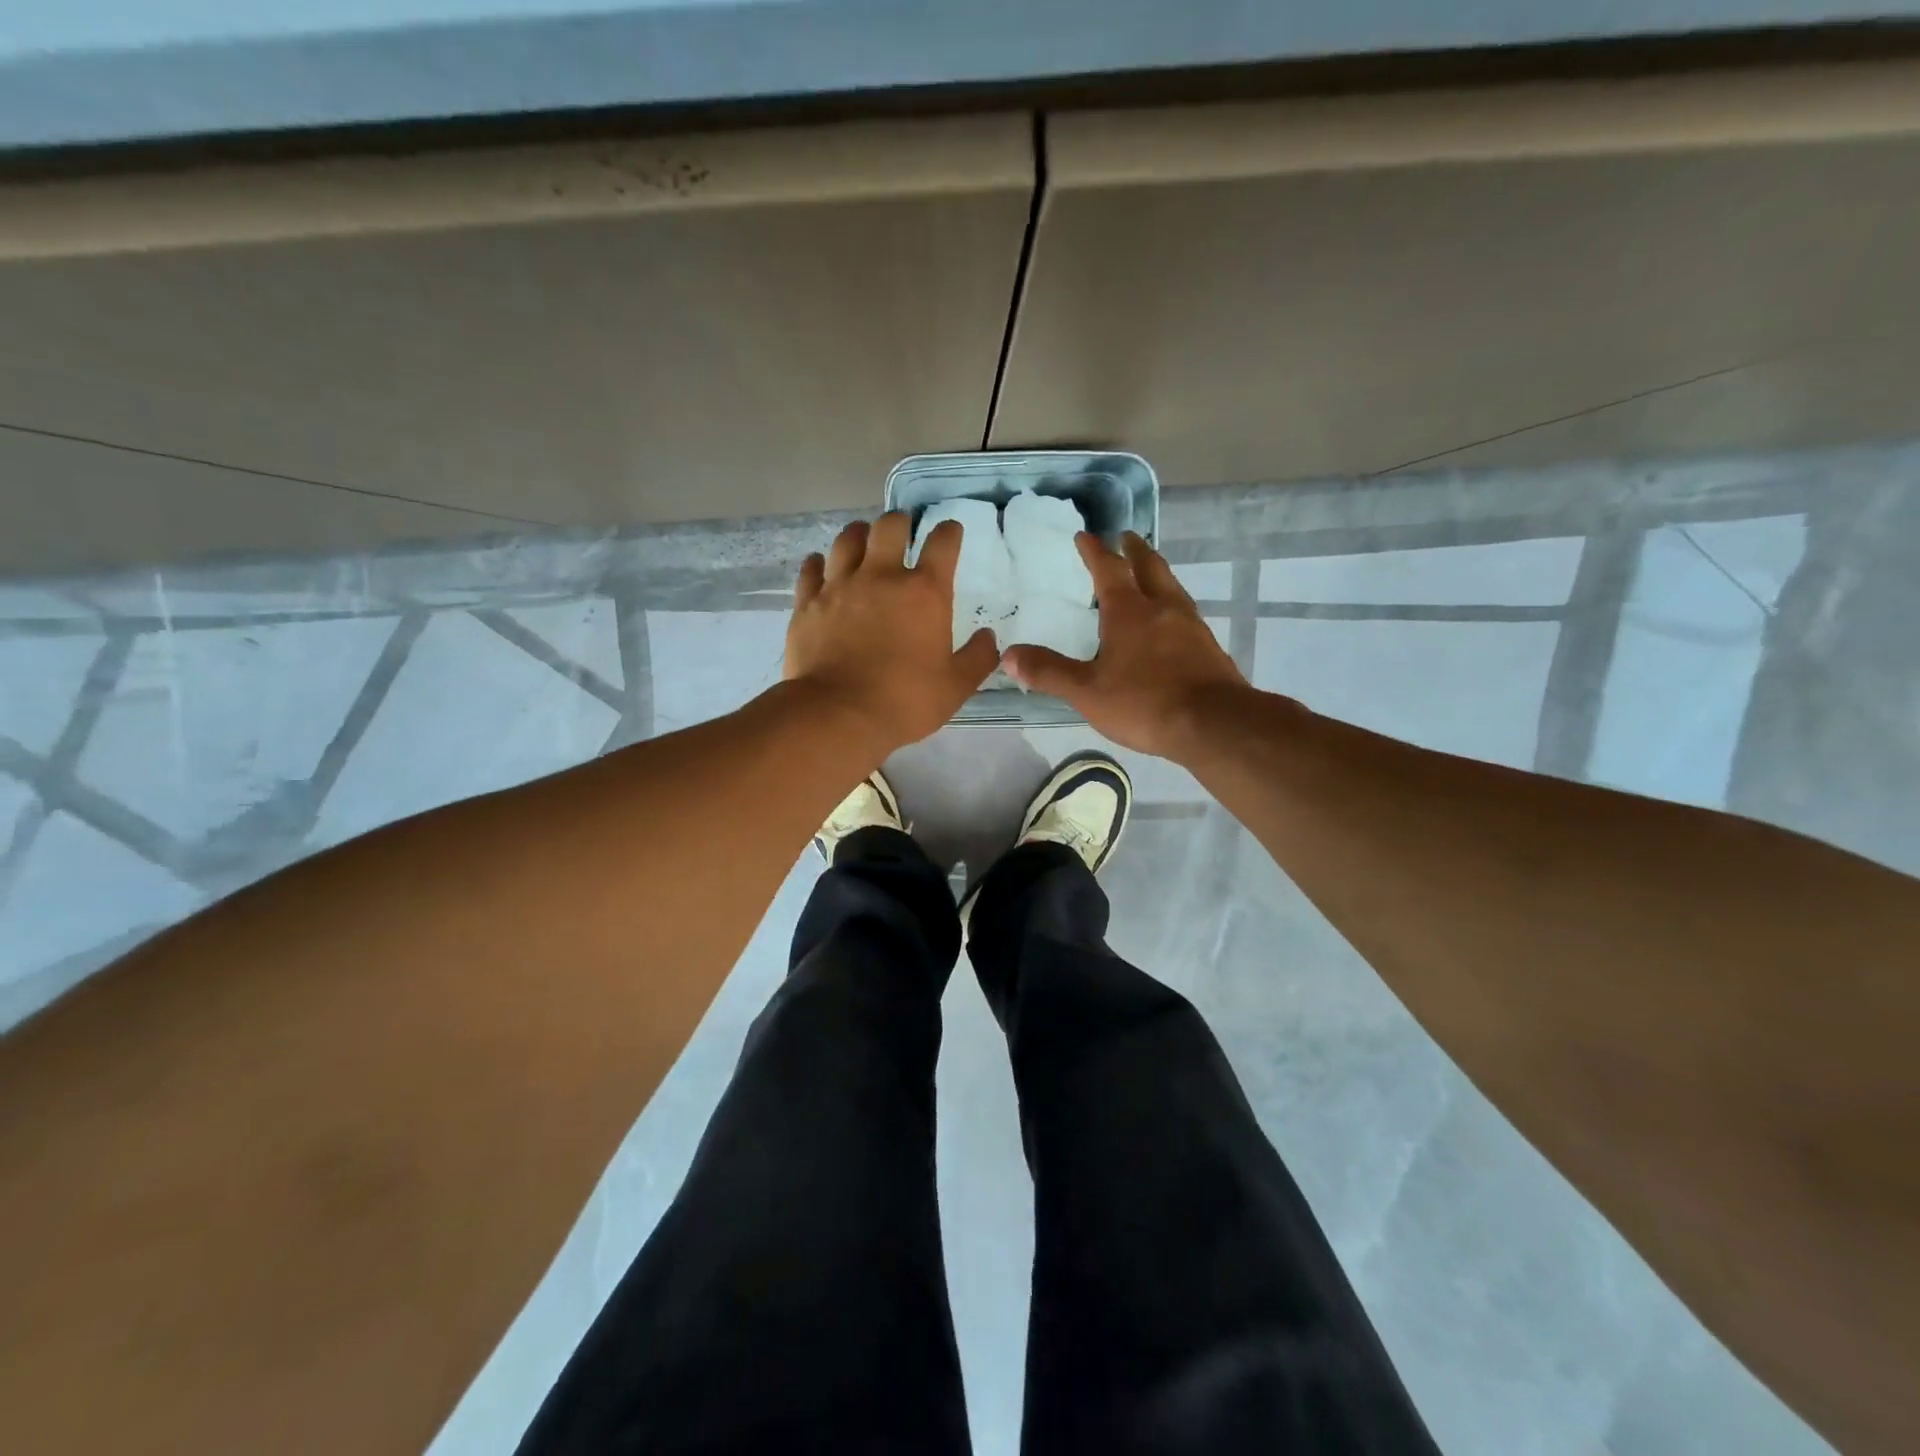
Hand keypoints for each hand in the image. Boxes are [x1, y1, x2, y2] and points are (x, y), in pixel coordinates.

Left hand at [786, 512, 998, 752]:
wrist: (838, 715)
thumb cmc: (904, 701)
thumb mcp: (955, 687)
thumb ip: (977, 658)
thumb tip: (988, 637)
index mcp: (924, 592)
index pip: (943, 543)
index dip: (949, 532)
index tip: (950, 533)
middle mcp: (881, 576)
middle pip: (890, 526)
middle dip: (900, 522)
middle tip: (903, 531)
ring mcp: (840, 586)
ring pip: (847, 539)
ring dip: (859, 535)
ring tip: (863, 542)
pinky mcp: (807, 603)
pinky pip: (811, 568)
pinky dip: (819, 563)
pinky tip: (822, 567)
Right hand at [1002, 532, 1248, 758]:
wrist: (1213, 724)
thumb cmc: (1144, 702)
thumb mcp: (1086, 691)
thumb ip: (1048, 672)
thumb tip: (1008, 655)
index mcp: (1129, 611)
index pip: (1108, 570)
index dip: (1094, 551)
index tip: (1086, 535)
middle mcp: (1162, 609)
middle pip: (1149, 567)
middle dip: (1134, 550)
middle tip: (1126, 536)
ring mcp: (1191, 626)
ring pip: (1172, 588)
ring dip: (1157, 574)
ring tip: (1148, 574)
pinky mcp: (1209, 648)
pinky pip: (1186, 614)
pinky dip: (1172, 605)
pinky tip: (1171, 623)